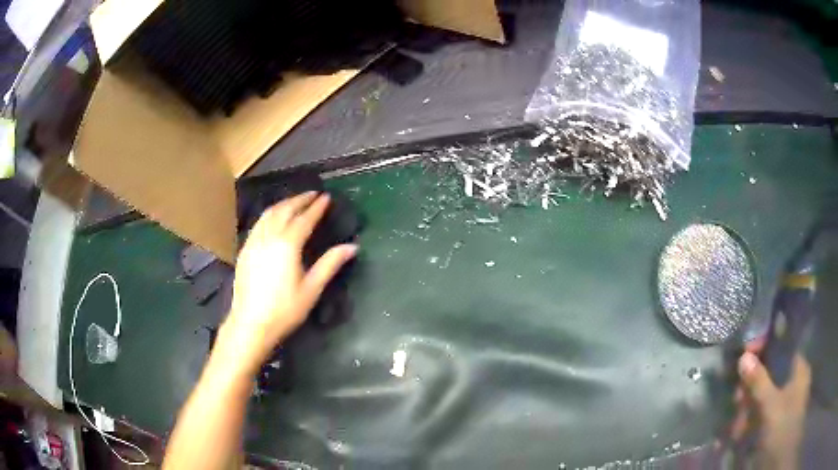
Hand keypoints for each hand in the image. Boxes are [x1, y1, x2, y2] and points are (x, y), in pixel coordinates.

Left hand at [219, 192, 357, 370]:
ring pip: (268, 214)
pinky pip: (258, 223)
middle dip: (300, 199)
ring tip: (295, 201)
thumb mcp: (311, 289)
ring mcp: (254, 242)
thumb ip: (330, 264)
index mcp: (287, 245)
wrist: (250, 324)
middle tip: (313, 194)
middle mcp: (269, 237)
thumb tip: (352, 247)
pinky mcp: (244, 250)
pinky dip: (270, 214)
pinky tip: (273, 219)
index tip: (326, 197)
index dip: (317, 207)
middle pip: (285, 210)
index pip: (304, 219)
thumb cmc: (284, 310)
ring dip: (283, 204)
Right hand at [732, 339, 810, 469]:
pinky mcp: (772, 421)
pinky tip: (737, 431)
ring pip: (762, 395)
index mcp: (798, 369)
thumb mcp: (771, 405)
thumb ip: (759, 381)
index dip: (765, 348)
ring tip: (735, 420)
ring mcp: (782, 403)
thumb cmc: (782, 426)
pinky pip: (759, 413)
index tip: (746, 352)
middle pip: (770, 373)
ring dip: (747, 405)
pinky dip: (748, 419)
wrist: (777, 461)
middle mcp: (792, 382)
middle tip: (737, 395)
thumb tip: (744, 356)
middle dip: (752, 384)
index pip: (782, 349)